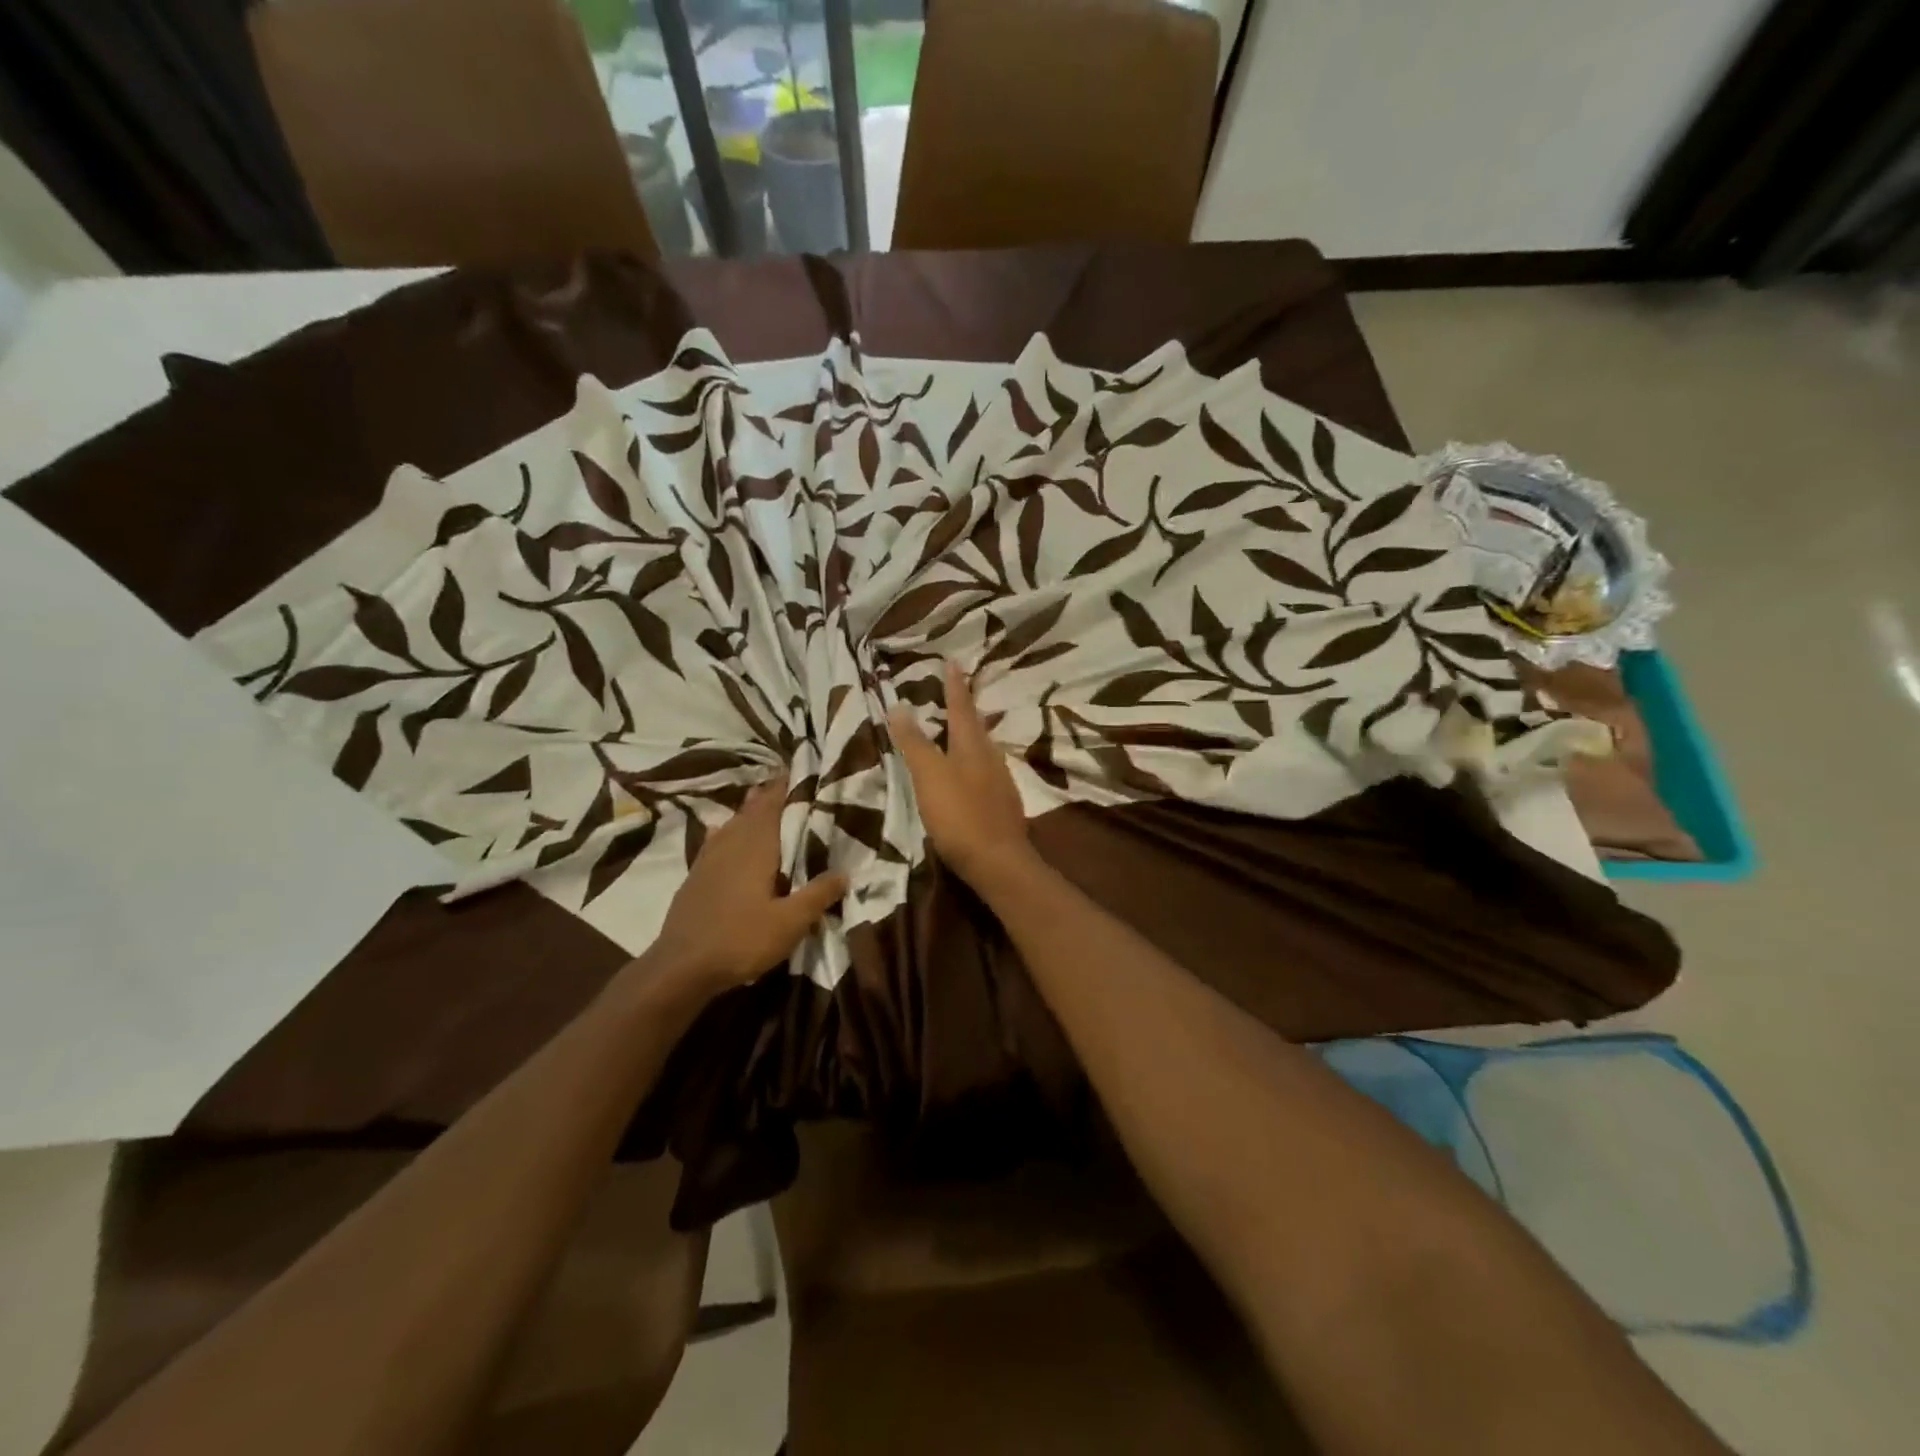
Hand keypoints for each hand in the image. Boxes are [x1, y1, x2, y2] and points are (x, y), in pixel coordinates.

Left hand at [647, 774, 847, 996]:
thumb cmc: (740, 940)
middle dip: (767, 795)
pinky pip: (714, 841)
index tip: (797, 770)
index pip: (772, 806)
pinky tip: (720, 831)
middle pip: (751, 811)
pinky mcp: (695, 877)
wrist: (680, 967)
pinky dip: (724, 830)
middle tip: (785, 782)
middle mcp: (730, 845)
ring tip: (758, 798)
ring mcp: (708, 860)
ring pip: (731, 824)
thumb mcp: (790, 923)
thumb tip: (846, 872)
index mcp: (755, 848)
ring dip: (746, 810)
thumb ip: (818, 894)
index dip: (784, 788)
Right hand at [887, 660, 1035, 889]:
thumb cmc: (959, 815)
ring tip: (962, 726)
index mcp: (971, 746)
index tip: (952, 662)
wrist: (998, 861)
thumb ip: (914, 743)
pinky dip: (976, 760)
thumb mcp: (929, 776)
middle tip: (958, 690)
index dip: (954, 685)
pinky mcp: (1003, 803)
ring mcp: (1000, 781)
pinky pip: (987, 769)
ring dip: (973, 733)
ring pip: (985, 747)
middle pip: (977, 725)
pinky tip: (972, 770)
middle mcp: (990, 756)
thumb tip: (899, 706)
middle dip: (966, 706)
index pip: (961, 707)